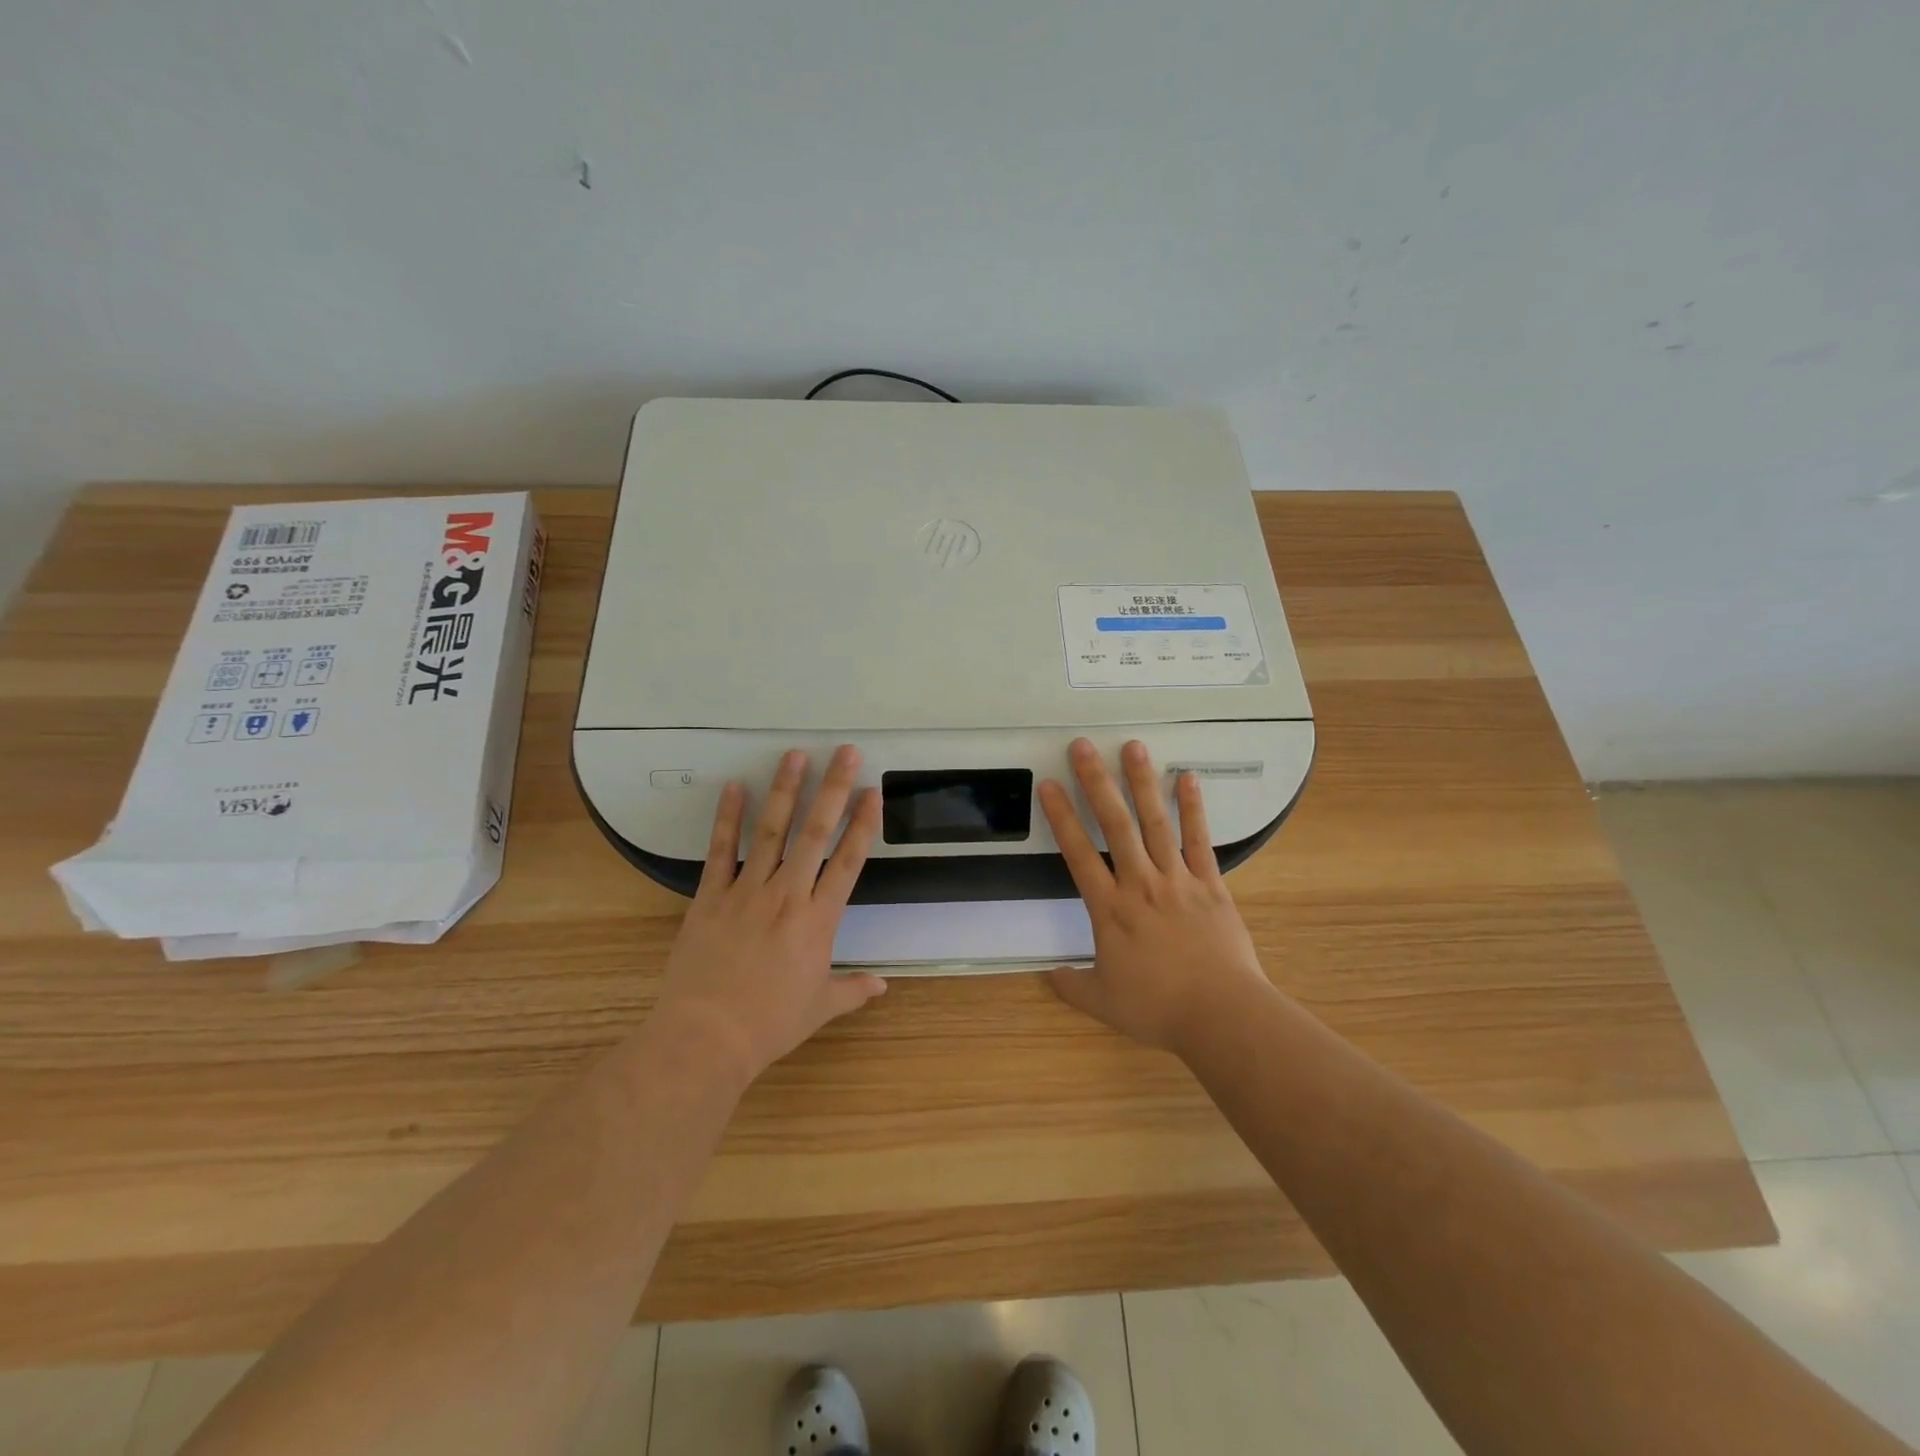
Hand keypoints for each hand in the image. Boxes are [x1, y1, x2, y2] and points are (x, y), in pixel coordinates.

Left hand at [651, 746, 886, 1086]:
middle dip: (833, 789)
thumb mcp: (819, 1008)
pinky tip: (733, 787)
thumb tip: (883, 986)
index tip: (873, 792)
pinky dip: (727, 817)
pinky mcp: (711, 896)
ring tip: (795, 755)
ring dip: (785, 790)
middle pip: (815, 833)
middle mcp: (788, 895)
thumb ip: (853, 990)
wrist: (706, 1038)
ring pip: (771, 831)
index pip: (849, 862)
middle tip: (846, 752)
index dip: (863, 824)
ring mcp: (747, 891)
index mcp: (819, 921)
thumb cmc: (769, 1024)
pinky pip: (721, 850)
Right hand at [1038, 738, 1271, 1056]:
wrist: (1221, 1014)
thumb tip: (1047, 976)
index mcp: (1110, 909)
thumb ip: (1071, 985)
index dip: (1061, 817)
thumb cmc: (1158, 1008)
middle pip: (1114, 825)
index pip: (1077, 854)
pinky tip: (1187, 777)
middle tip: (1083, 746)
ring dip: (1142, 783)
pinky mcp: (1210, 884)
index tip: (1049, 785)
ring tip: (1132, 747)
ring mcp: (1177, 880)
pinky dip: (1193, 808)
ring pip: (1155, 823)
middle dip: (1096, 783)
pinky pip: (1199, 840)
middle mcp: (1140, 883)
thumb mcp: (1103, 1002)